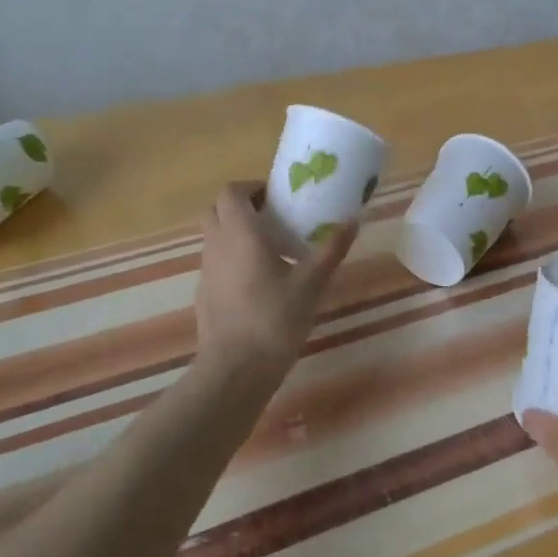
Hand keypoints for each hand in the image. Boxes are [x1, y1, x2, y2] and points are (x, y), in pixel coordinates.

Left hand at [194, 182, 356, 377]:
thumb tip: (353, 221)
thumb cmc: (274, 318)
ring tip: (271, 251)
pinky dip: (232, 260)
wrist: (236, 369)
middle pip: (216, 210)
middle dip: (241, 207)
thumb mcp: (312, 283)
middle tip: (273, 218)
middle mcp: (216, 245)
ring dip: (236, 233)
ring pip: (214, 237)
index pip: (231, 191)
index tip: (276, 197)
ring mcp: (206, 271)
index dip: (251, 187)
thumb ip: (331, 249)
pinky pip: (215, 263)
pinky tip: (259, 283)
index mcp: (239, 233)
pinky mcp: (204, 294)